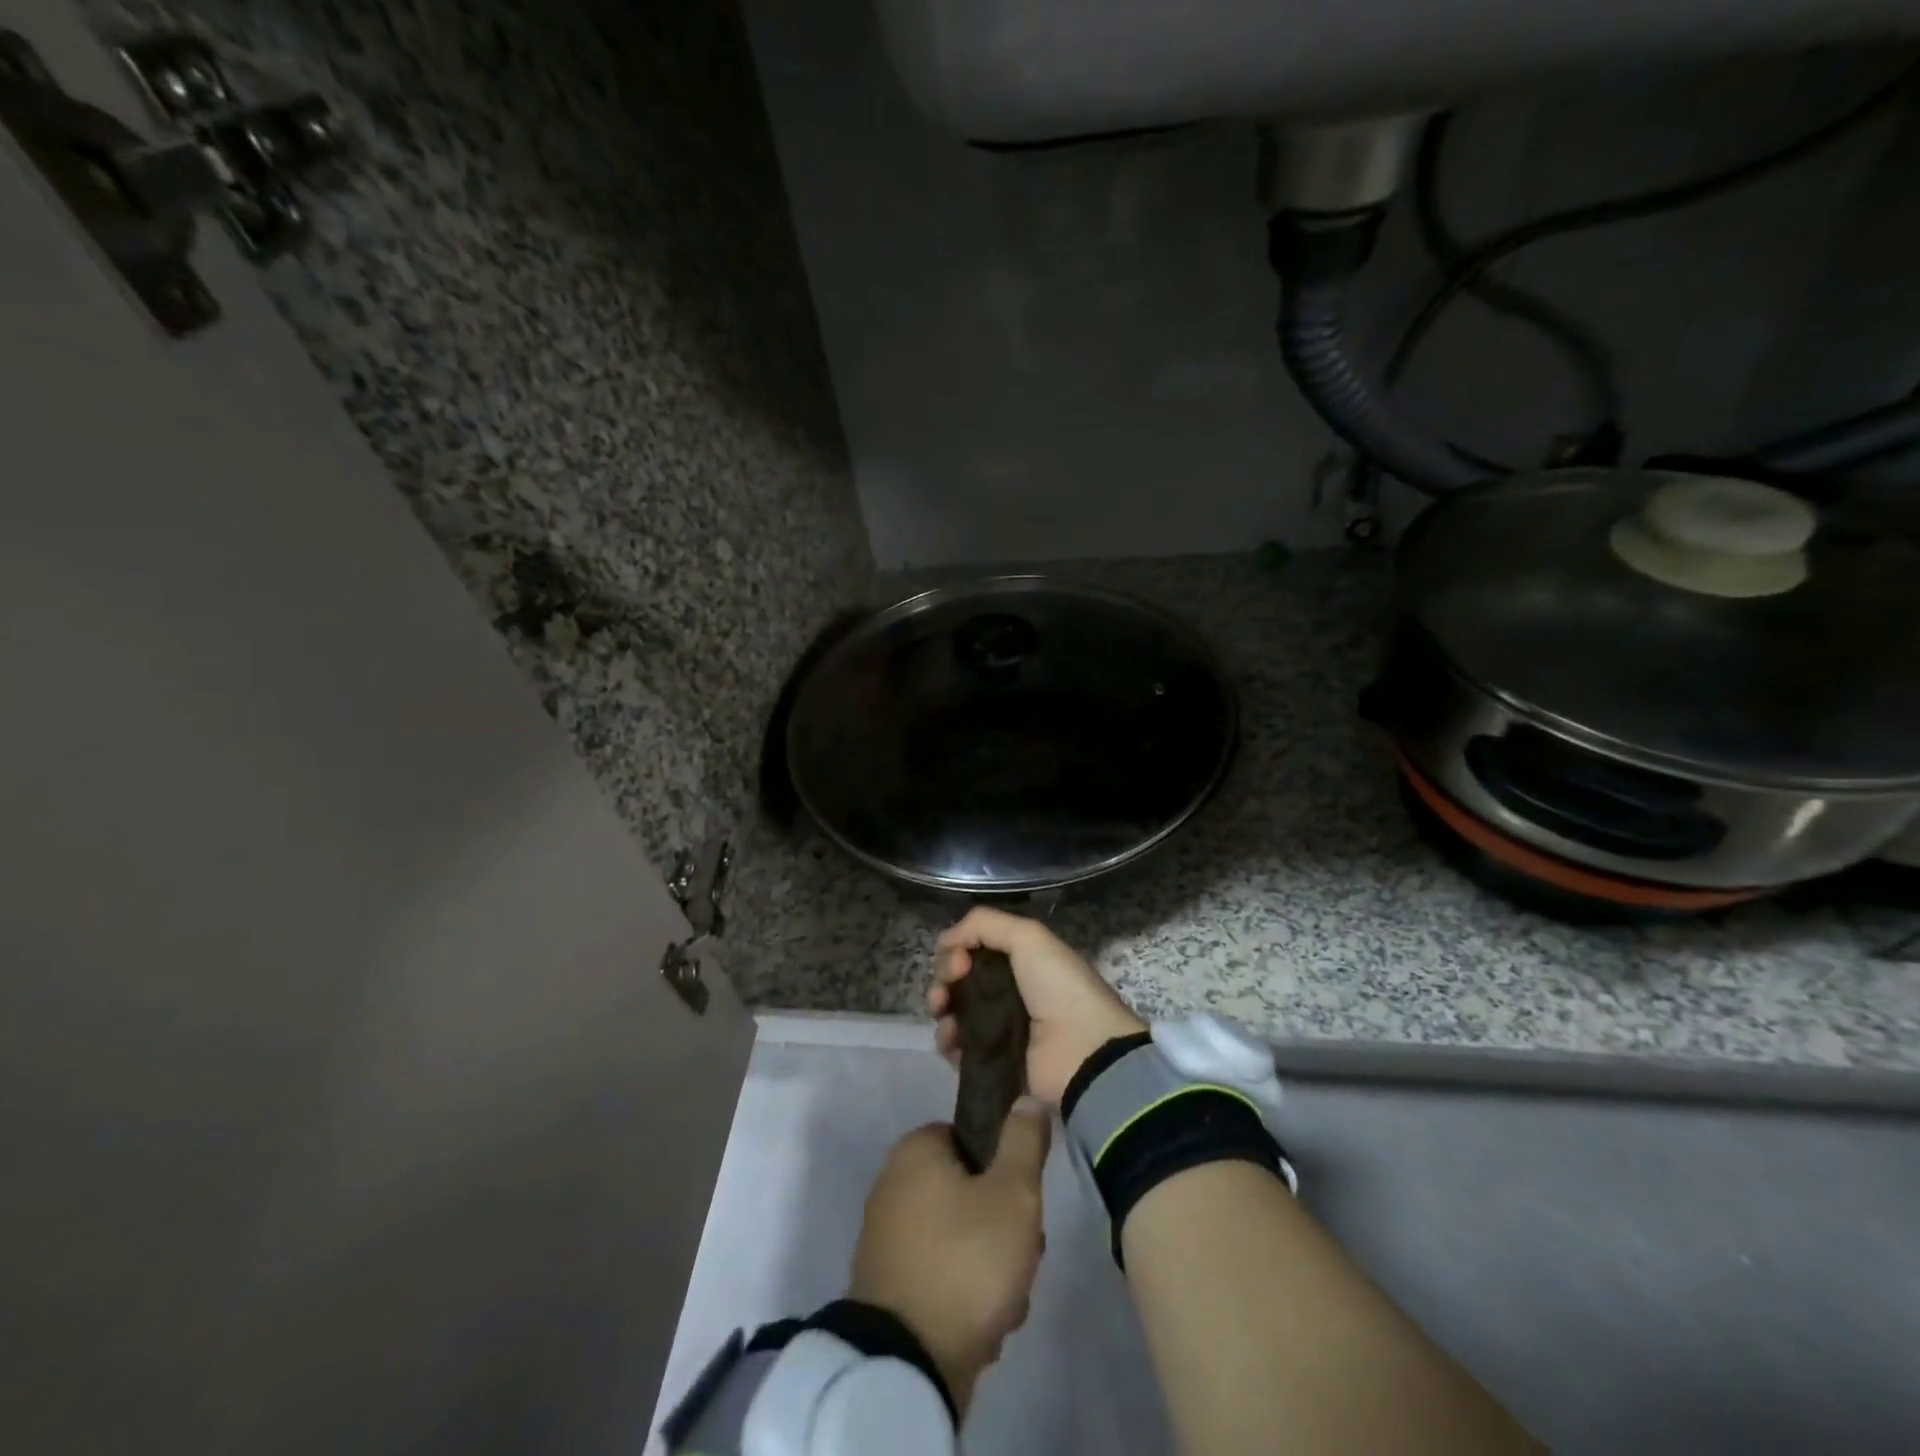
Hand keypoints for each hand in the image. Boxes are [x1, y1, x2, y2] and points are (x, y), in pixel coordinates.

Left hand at [849, 1105, 1050, 1413]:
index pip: (972, 1138)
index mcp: (915, 1150)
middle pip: (969, 1192)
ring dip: (990, 1268)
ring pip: (960, 1238)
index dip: (1005, 1169)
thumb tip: (1026, 1098)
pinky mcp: (887, 1286)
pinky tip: (982, 1327)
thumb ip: (1024, 1141)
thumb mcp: (1013, 1192)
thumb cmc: (966, 1259)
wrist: (907, 1364)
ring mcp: (886, 1237)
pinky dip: (963, 1296)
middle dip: (1002, 1228)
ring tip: (1006, 1302)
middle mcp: (892, 1184)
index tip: (1023, 1205)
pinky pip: (940, 1275)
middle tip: (1020, 1256)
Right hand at [929, 908, 1146, 1108]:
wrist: (1084, 1051)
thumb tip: (944, 941)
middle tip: (949, 984)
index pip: (973, 949)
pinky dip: (947, 1041)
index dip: (957, 950)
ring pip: (953, 1011)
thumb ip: (983, 924)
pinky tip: (951, 1039)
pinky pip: (957, 1048)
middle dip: (944, 976)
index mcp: (1019, 960)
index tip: (959, 960)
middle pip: (959, 978)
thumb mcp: (1028, 937)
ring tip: (943, 1011)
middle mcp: (1007, 991)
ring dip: (940, 1006)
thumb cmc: (1058, 988)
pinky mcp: (991, 1063)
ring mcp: (998, 1028)